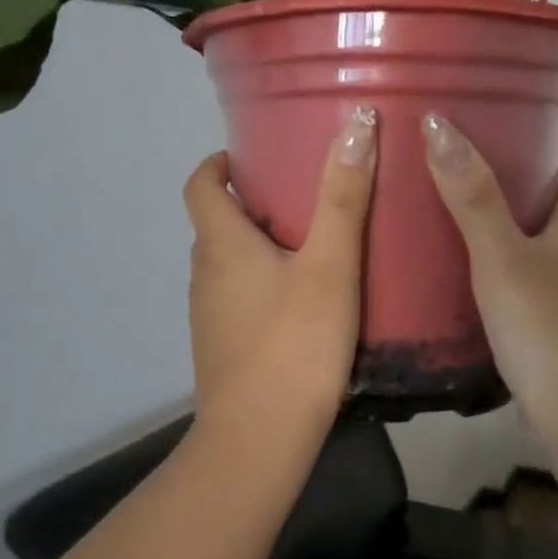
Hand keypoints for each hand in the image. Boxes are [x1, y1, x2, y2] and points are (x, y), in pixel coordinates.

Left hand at [183, 108, 377, 434]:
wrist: (260, 437)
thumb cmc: (295, 342)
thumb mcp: (330, 265)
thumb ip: (343, 196)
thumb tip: (357, 121)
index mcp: (221, 243)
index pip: (200, 184)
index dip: (219, 164)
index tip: (254, 156)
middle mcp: (204, 273)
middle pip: (216, 223)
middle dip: (251, 203)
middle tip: (304, 197)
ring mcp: (208, 315)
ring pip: (228, 264)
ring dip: (257, 246)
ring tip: (311, 246)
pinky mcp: (221, 347)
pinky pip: (236, 299)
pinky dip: (261, 285)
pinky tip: (303, 303)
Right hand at [421, 114, 557, 435]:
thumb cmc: (547, 326)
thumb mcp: (503, 255)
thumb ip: (472, 196)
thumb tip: (439, 125)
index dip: (548, 146)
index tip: (505, 127)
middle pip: (549, 208)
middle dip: (511, 185)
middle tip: (456, 169)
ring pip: (529, 249)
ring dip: (495, 232)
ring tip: (443, 217)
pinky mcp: (543, 331)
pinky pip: (514, 287)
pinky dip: (488, 275)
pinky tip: (452, 279)